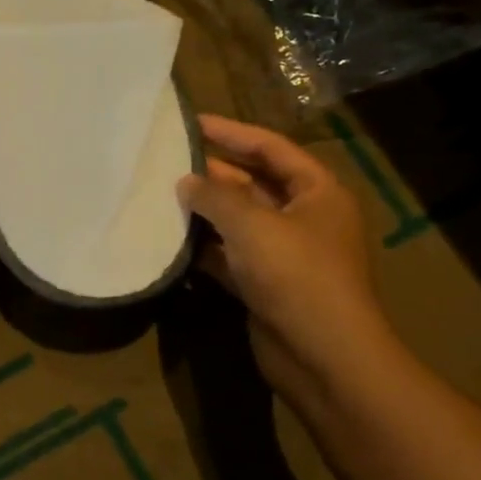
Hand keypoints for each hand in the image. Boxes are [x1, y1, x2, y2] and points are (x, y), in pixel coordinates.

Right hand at [178, 115, 394, 404]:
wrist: (322, 355)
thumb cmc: (296, 275)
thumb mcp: (252, 224)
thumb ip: (214, 196)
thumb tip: (185, 182)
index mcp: (317, 193)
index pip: (271, 148)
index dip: (231, 132)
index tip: (190, 123)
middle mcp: (303, 218)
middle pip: (252, 183)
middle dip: (211, 173)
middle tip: (166, 160)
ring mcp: (284, 253)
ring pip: (237, 221)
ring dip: (203, 211)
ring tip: (158, 195)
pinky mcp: (264, 284)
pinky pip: (228, 254)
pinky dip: (203, 248)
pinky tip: (170, 240)